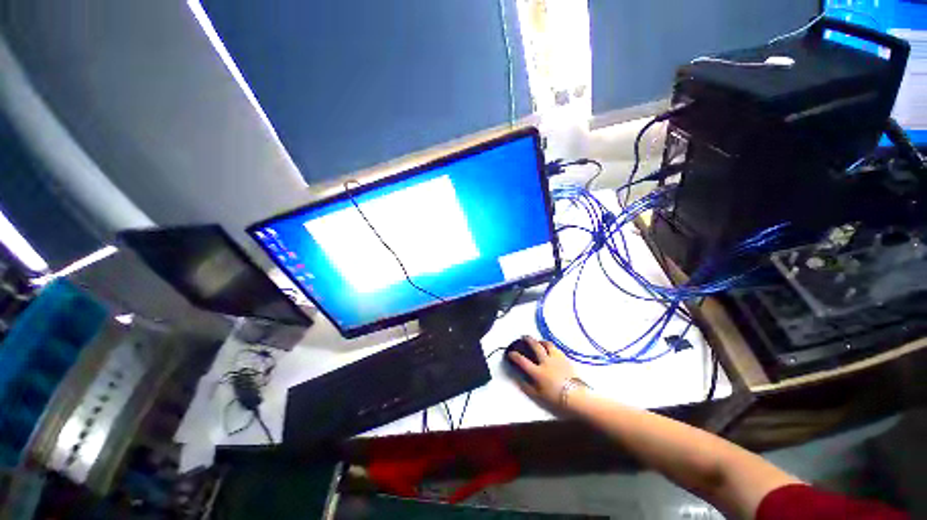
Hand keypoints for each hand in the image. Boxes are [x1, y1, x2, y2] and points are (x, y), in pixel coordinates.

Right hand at [509, 336, 578, 409]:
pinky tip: (551, 349)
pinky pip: (556, 349)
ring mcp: (556, 359)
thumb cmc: (555, 398)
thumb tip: (518, 378)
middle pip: (535, 346)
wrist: (577, 397)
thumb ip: (526, 386)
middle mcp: (545, 362)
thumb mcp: (537, 396)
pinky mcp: (565, 359)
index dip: (514, 356)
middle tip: (524, 337)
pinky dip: (551, 347)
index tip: (510, 353)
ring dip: (541, 341)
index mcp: (537, 372)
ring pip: (547, 344)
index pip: (522, 361)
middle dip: (528, 340)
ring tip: (539, 341)